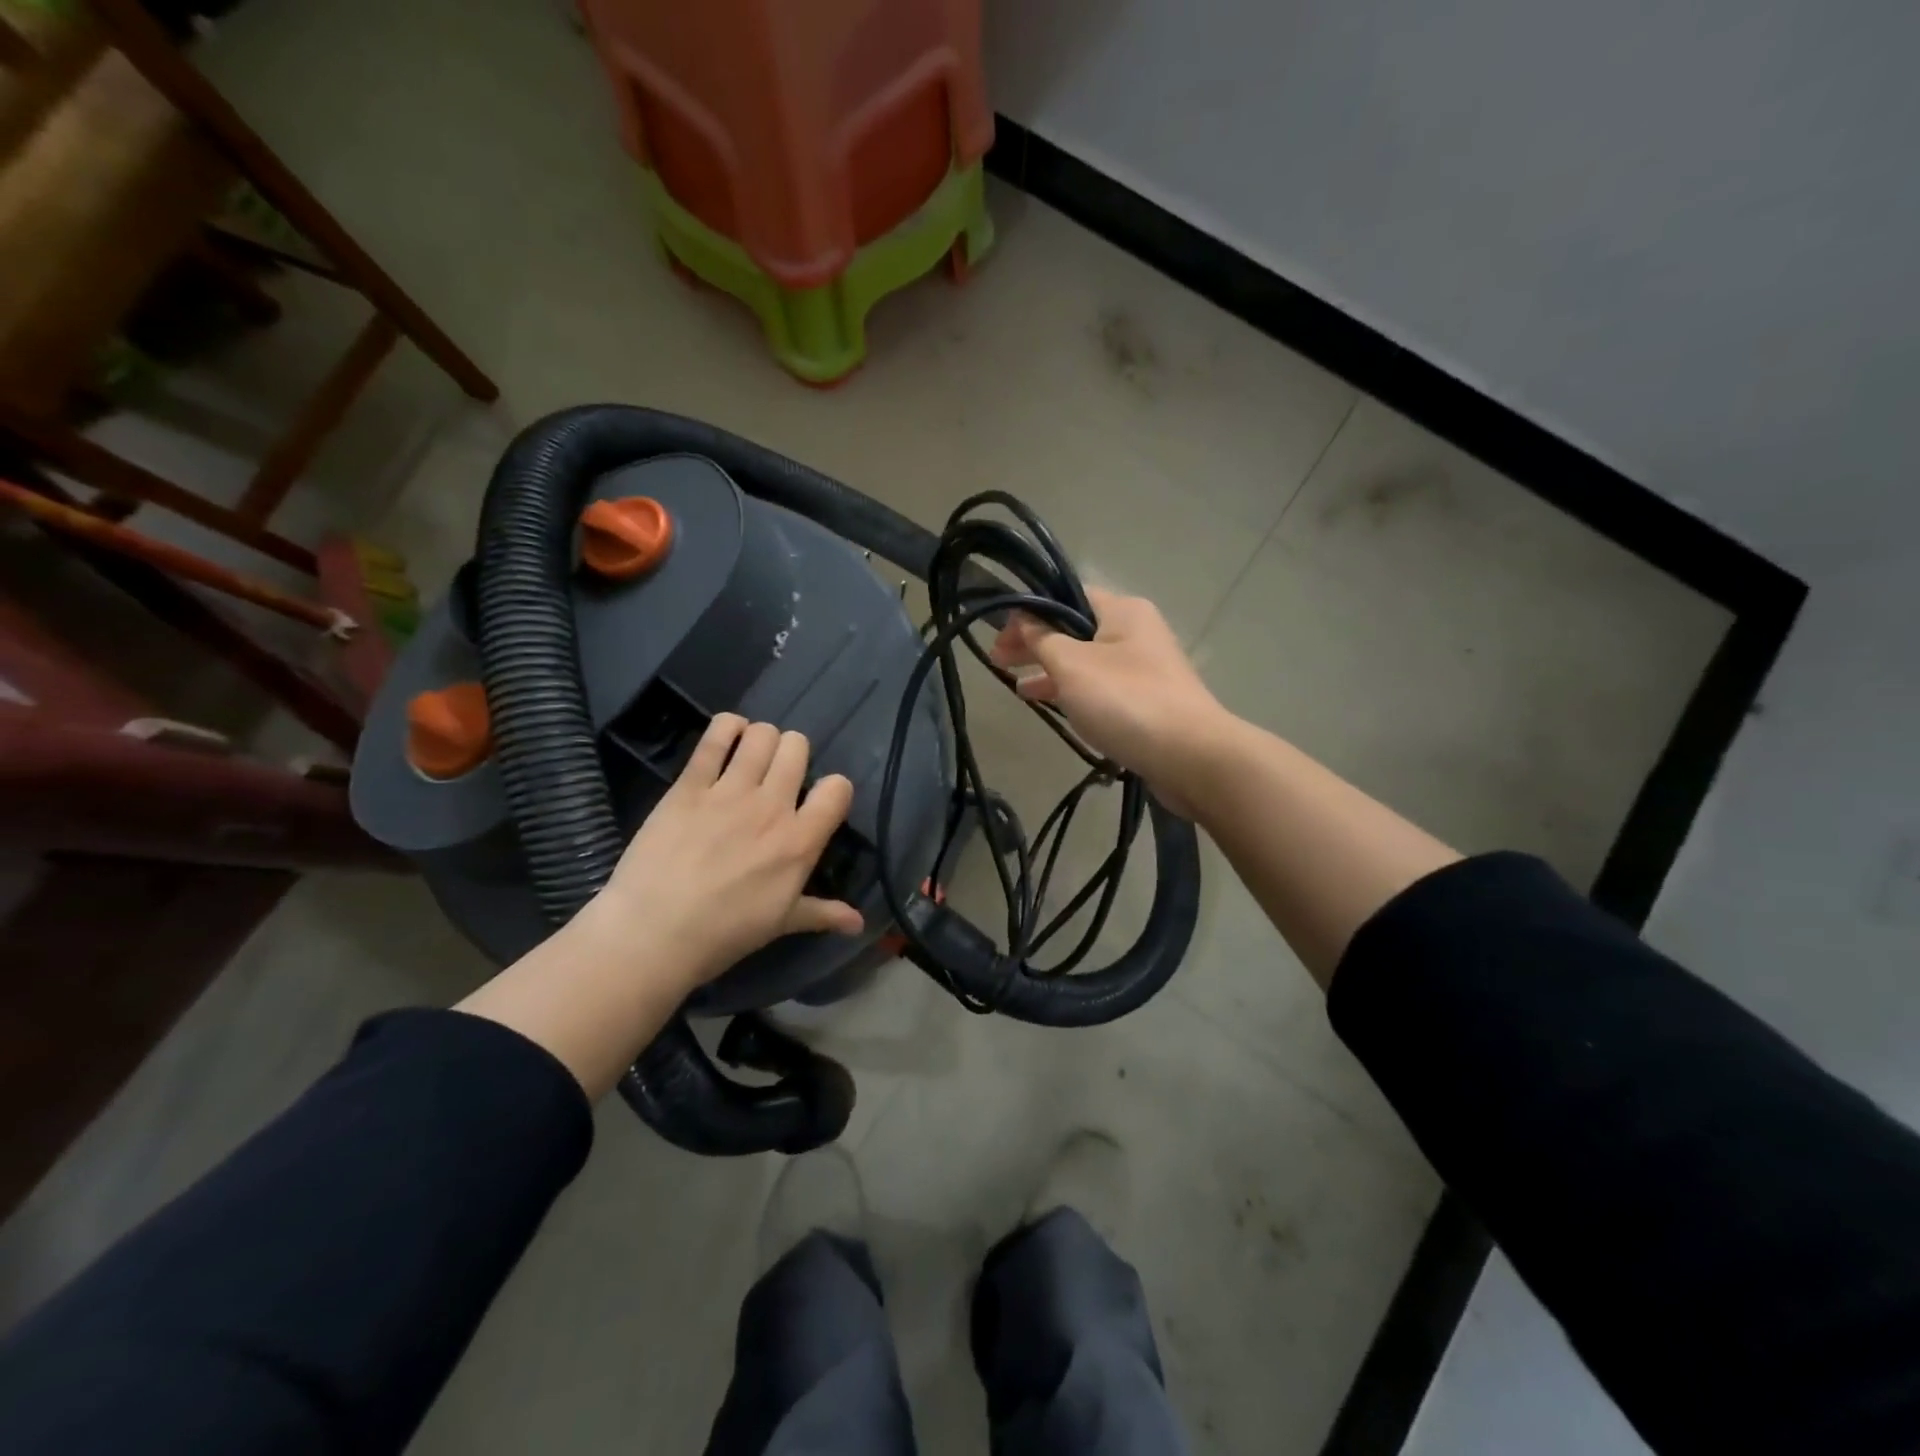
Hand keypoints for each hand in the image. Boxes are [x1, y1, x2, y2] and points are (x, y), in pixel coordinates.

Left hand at [585, 714, 863, 992]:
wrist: (652, 933)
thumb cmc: (723, 934)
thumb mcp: (781, 924)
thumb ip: (823, 913)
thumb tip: (859, 924)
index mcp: (799, 841)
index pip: (838, 788)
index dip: (833, 789)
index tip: (818, 801)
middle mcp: (771, 806)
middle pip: (797, 746)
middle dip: (793, 753)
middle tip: (777, 775)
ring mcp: (729, 791)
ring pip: (761, 734)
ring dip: (761, 739)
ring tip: (750, 756)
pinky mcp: (690, 784)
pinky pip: (715, 736)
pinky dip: (726, 727)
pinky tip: (727, 736)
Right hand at [990, 587, 1229, 808]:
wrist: (1190, 756)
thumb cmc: (1126, 701)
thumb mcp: (1072, 665)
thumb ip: (1042, 640)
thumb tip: (1023, 620)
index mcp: (1122, 610)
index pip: (1067, 595)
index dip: (1030, 611)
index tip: (1000, 633)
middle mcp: (1136, 631)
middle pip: (1075, 629)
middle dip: (1036, 643)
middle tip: (998, 661)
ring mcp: (1144, 668)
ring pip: (1086, 661)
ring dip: (1051, 671)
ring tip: (1018, 689)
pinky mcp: (1147, 702)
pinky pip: (1101, 688)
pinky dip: (1074, 693)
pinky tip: (1053, 707)